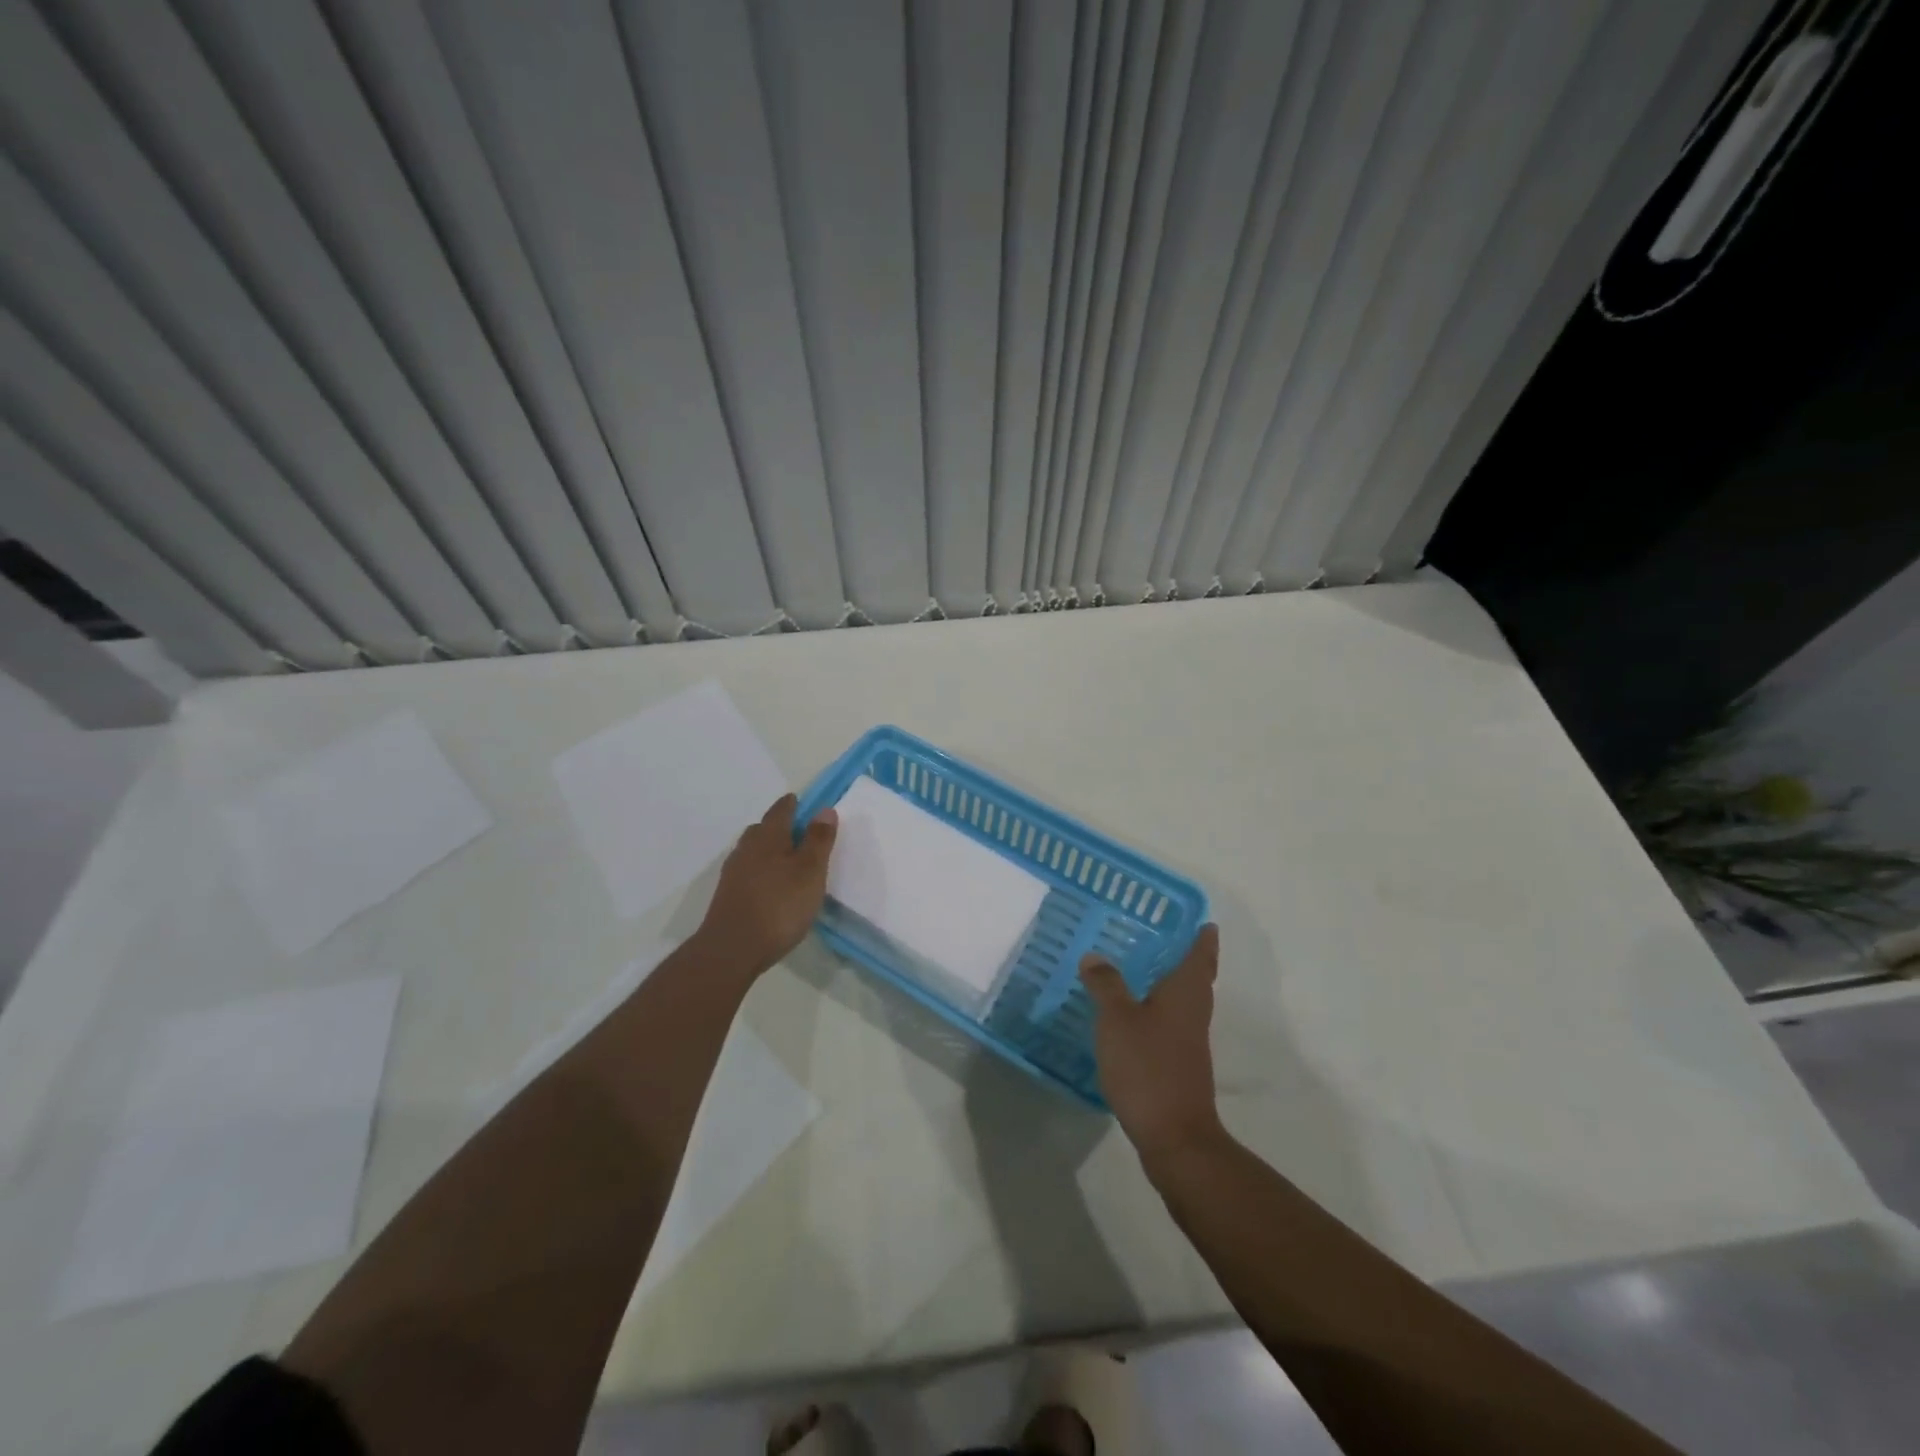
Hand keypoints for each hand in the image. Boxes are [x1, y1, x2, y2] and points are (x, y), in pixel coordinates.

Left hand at [697, 795, 837, 975]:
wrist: (732, 949)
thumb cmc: (779, 905)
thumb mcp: (810, 871)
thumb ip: (818, 840)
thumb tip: (824, 809)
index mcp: (768, 838)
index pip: (780, 811)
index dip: (791, 804)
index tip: (799, 801)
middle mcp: (746, 849)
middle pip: (762, 829)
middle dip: (778, 826)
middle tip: (796, 831)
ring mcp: (733, 874)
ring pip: (752, 851)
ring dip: (767, 850)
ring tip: (785, 860)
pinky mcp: (727, 896)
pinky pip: (747, 872)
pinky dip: (760, 871)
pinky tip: (770, 886)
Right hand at [1081, 925, 1222, 1160]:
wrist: (1174, 1135)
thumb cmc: (1148, 1066)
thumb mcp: (1117, 1019)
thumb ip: (1106, 985)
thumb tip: (1095, 956)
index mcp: (1185, 993)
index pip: (1200, 956)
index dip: (1203, 939)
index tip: (1205, 922)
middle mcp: (1193, 1013)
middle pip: (1196, 979)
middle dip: (1187, 958)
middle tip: (1166, 937)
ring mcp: (1188, 1042)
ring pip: (1183, 1002)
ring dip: (1169, 984)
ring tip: (1142, 969)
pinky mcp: (1178, 1065)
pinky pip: (1169, 1024)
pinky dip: (1156, 1010)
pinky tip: (1132, 1014)